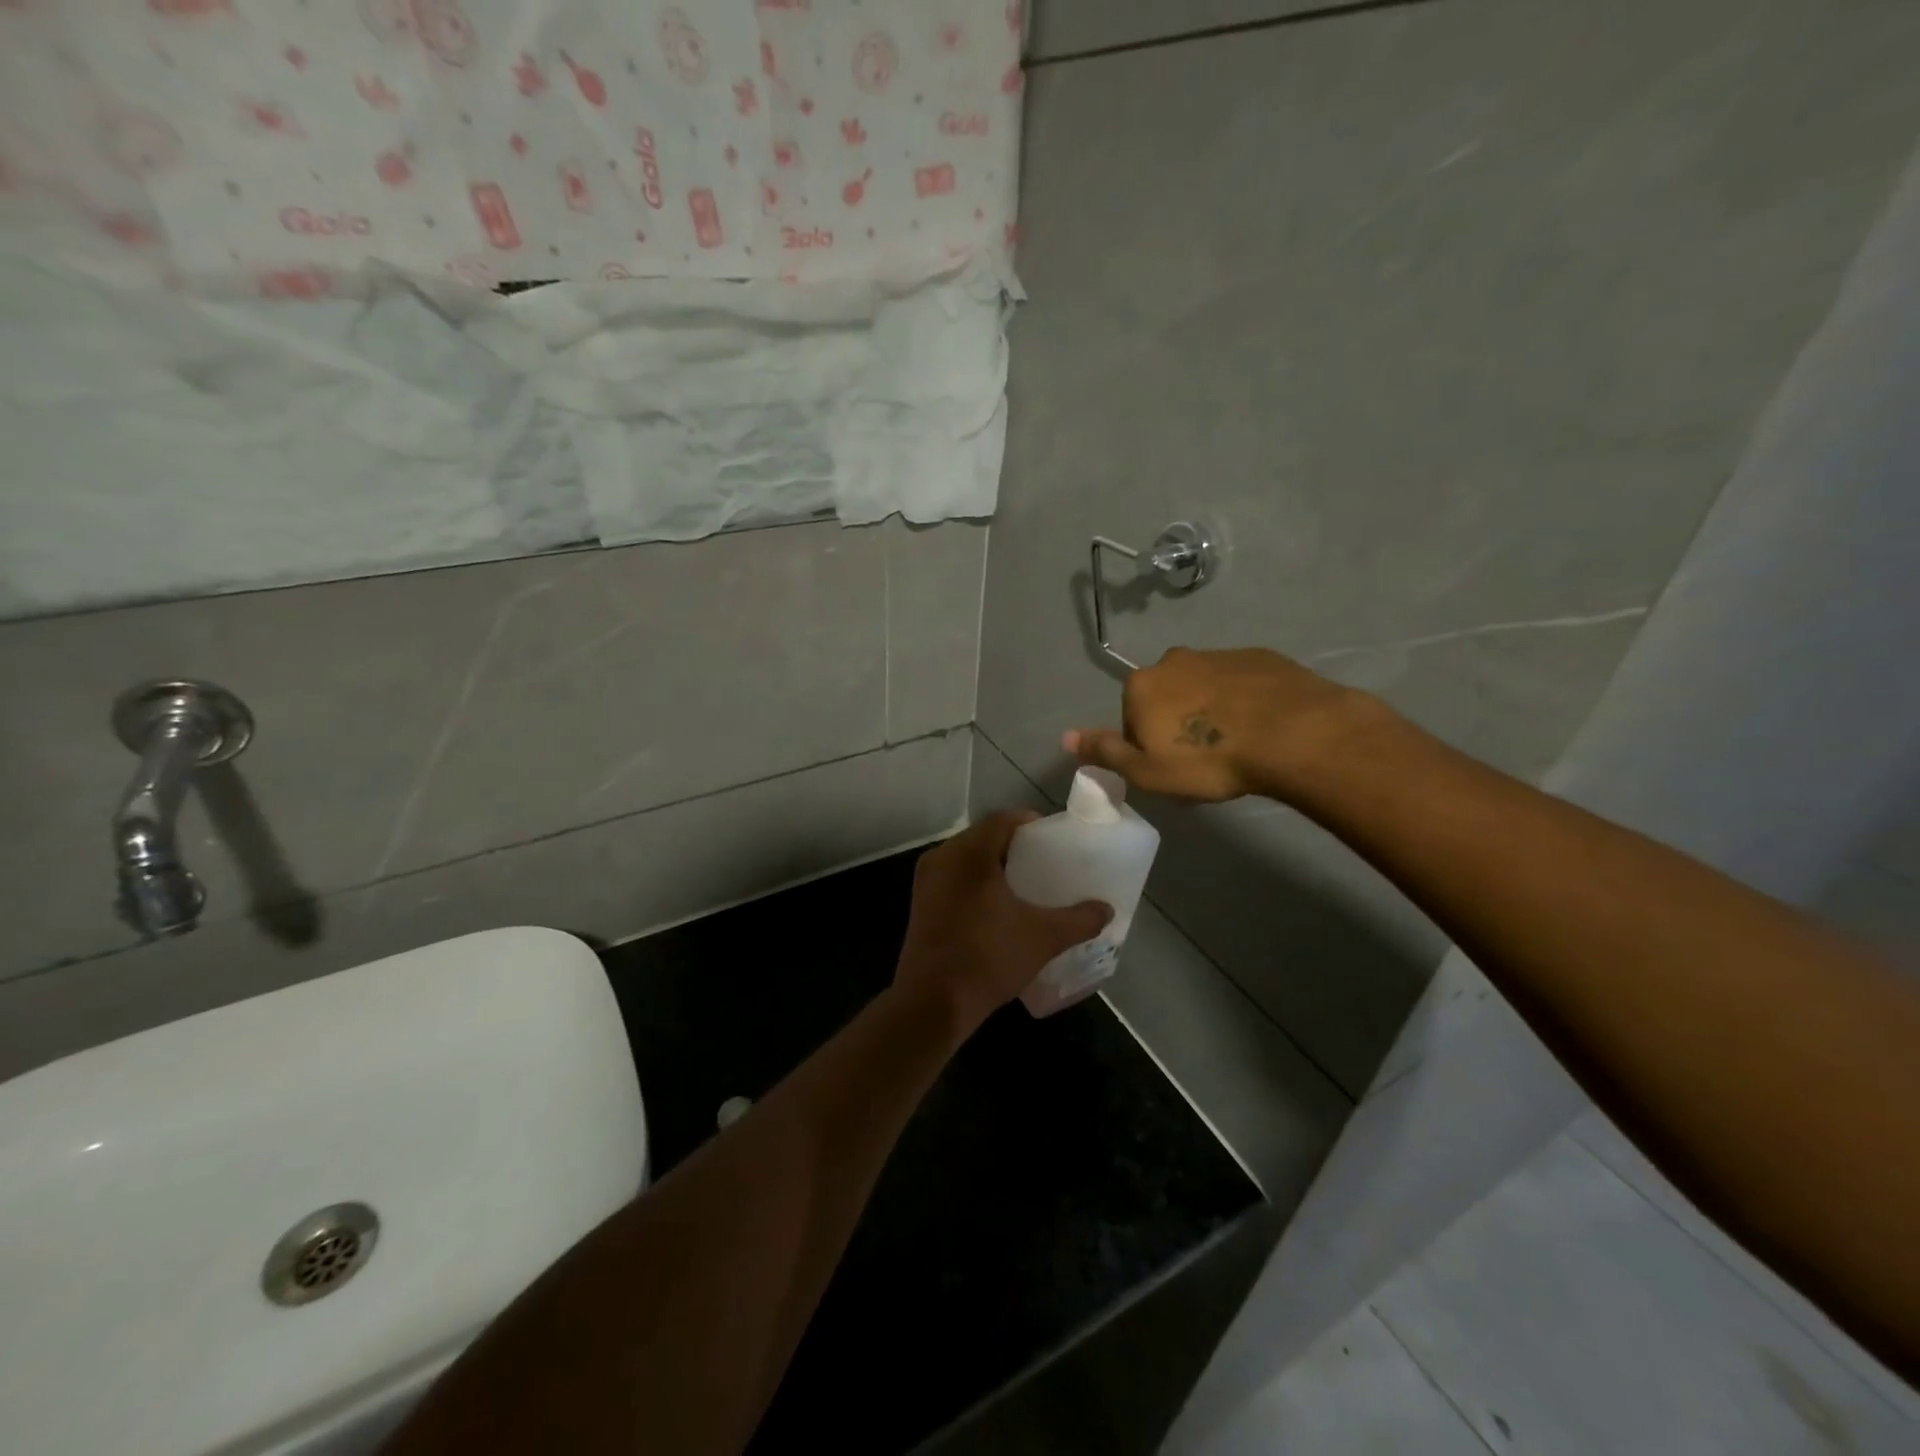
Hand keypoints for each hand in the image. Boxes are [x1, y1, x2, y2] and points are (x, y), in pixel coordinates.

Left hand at [895, 812, 1111, 1034]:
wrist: (933, 1003)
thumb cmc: (988, 958)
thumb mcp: (1043, 938)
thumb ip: (1079, 920)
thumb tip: (1106, 910)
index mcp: (969, 853)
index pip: (1002, 820)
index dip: (1030, 823)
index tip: (1053, 838)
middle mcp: (942, 857)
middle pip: (983, 837)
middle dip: (1014, 846)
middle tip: (1044, 861)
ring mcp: (926, 881)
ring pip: (966, 859)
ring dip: (994, 865)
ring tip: (1024, 883)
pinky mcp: (920, 903)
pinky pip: (953, 878)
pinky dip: (976, 882)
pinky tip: (997, 905)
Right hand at [1065, 646, 1377, 802]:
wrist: (1292, 734)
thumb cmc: (1209, 760)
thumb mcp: (1147, 772)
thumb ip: (1105, 752)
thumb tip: (1065, 737)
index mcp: (1142, 686)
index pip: (1131, 718)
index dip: (1148, 746)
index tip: (1173, 768)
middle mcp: (1174, 660)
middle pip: (1165, 696)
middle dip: (1178, 722)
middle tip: (1204, 759)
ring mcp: (1218, 654)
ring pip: (1203, 687)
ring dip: (1210, 711)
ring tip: (1236, 745)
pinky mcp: (1259, 656)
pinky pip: (1239, 682)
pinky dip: (1243, 701)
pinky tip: (1261, 727)